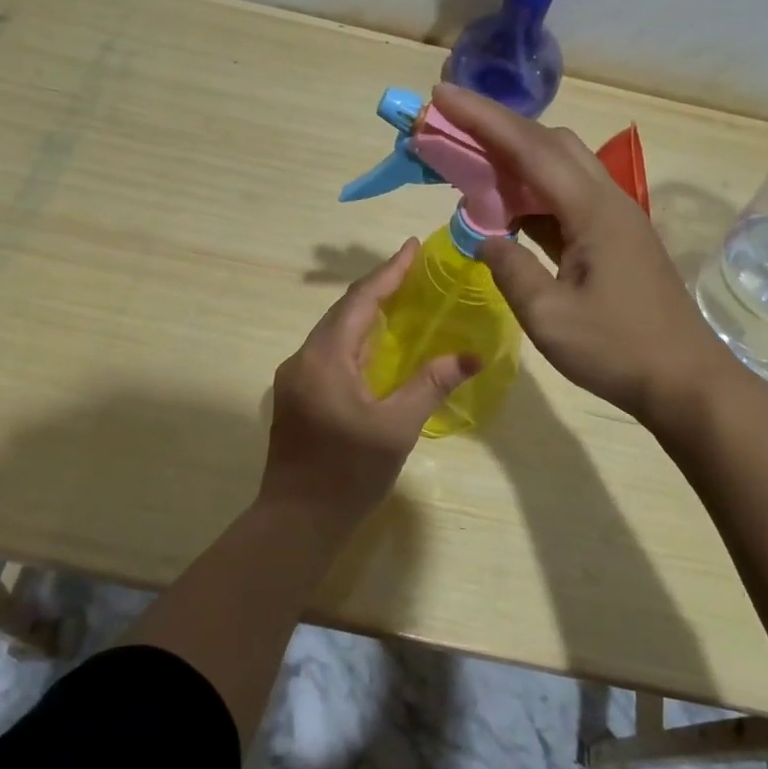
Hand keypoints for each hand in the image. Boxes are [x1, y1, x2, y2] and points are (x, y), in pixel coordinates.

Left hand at [261, 240, 478, 517]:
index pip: (360, 301)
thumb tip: (470, 356)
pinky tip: (378, 346)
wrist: (296, 522)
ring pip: (335, 332)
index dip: (389, 272)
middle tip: (414, 270)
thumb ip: (430, 384)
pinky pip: (331, 353)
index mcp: (325, 359)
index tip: (413, 246)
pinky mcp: (297, 396)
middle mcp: (304, 359)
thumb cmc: (348, 474)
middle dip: (379, 288)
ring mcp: (296, 378)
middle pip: (344, 311)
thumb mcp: (397, 428)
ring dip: (367, 313)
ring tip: (402, 299)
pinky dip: (358, 339)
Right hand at [431, 83, 731, 423]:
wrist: (685, 380)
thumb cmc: (617, 350)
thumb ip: (510, 269)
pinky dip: (533, 193)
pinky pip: (567, 198)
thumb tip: (487, 238)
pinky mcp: (616, 238)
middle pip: (550, 143)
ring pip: (561, 167)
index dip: (482, 119)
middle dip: (498, 128)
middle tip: (452, 128)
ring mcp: (615, 218)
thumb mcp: (549, 317)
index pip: (529, 148)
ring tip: (472, 164)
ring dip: (516, 159)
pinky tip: (508, 209)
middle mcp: (606, 200)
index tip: (442, 95)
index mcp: (592, 210)